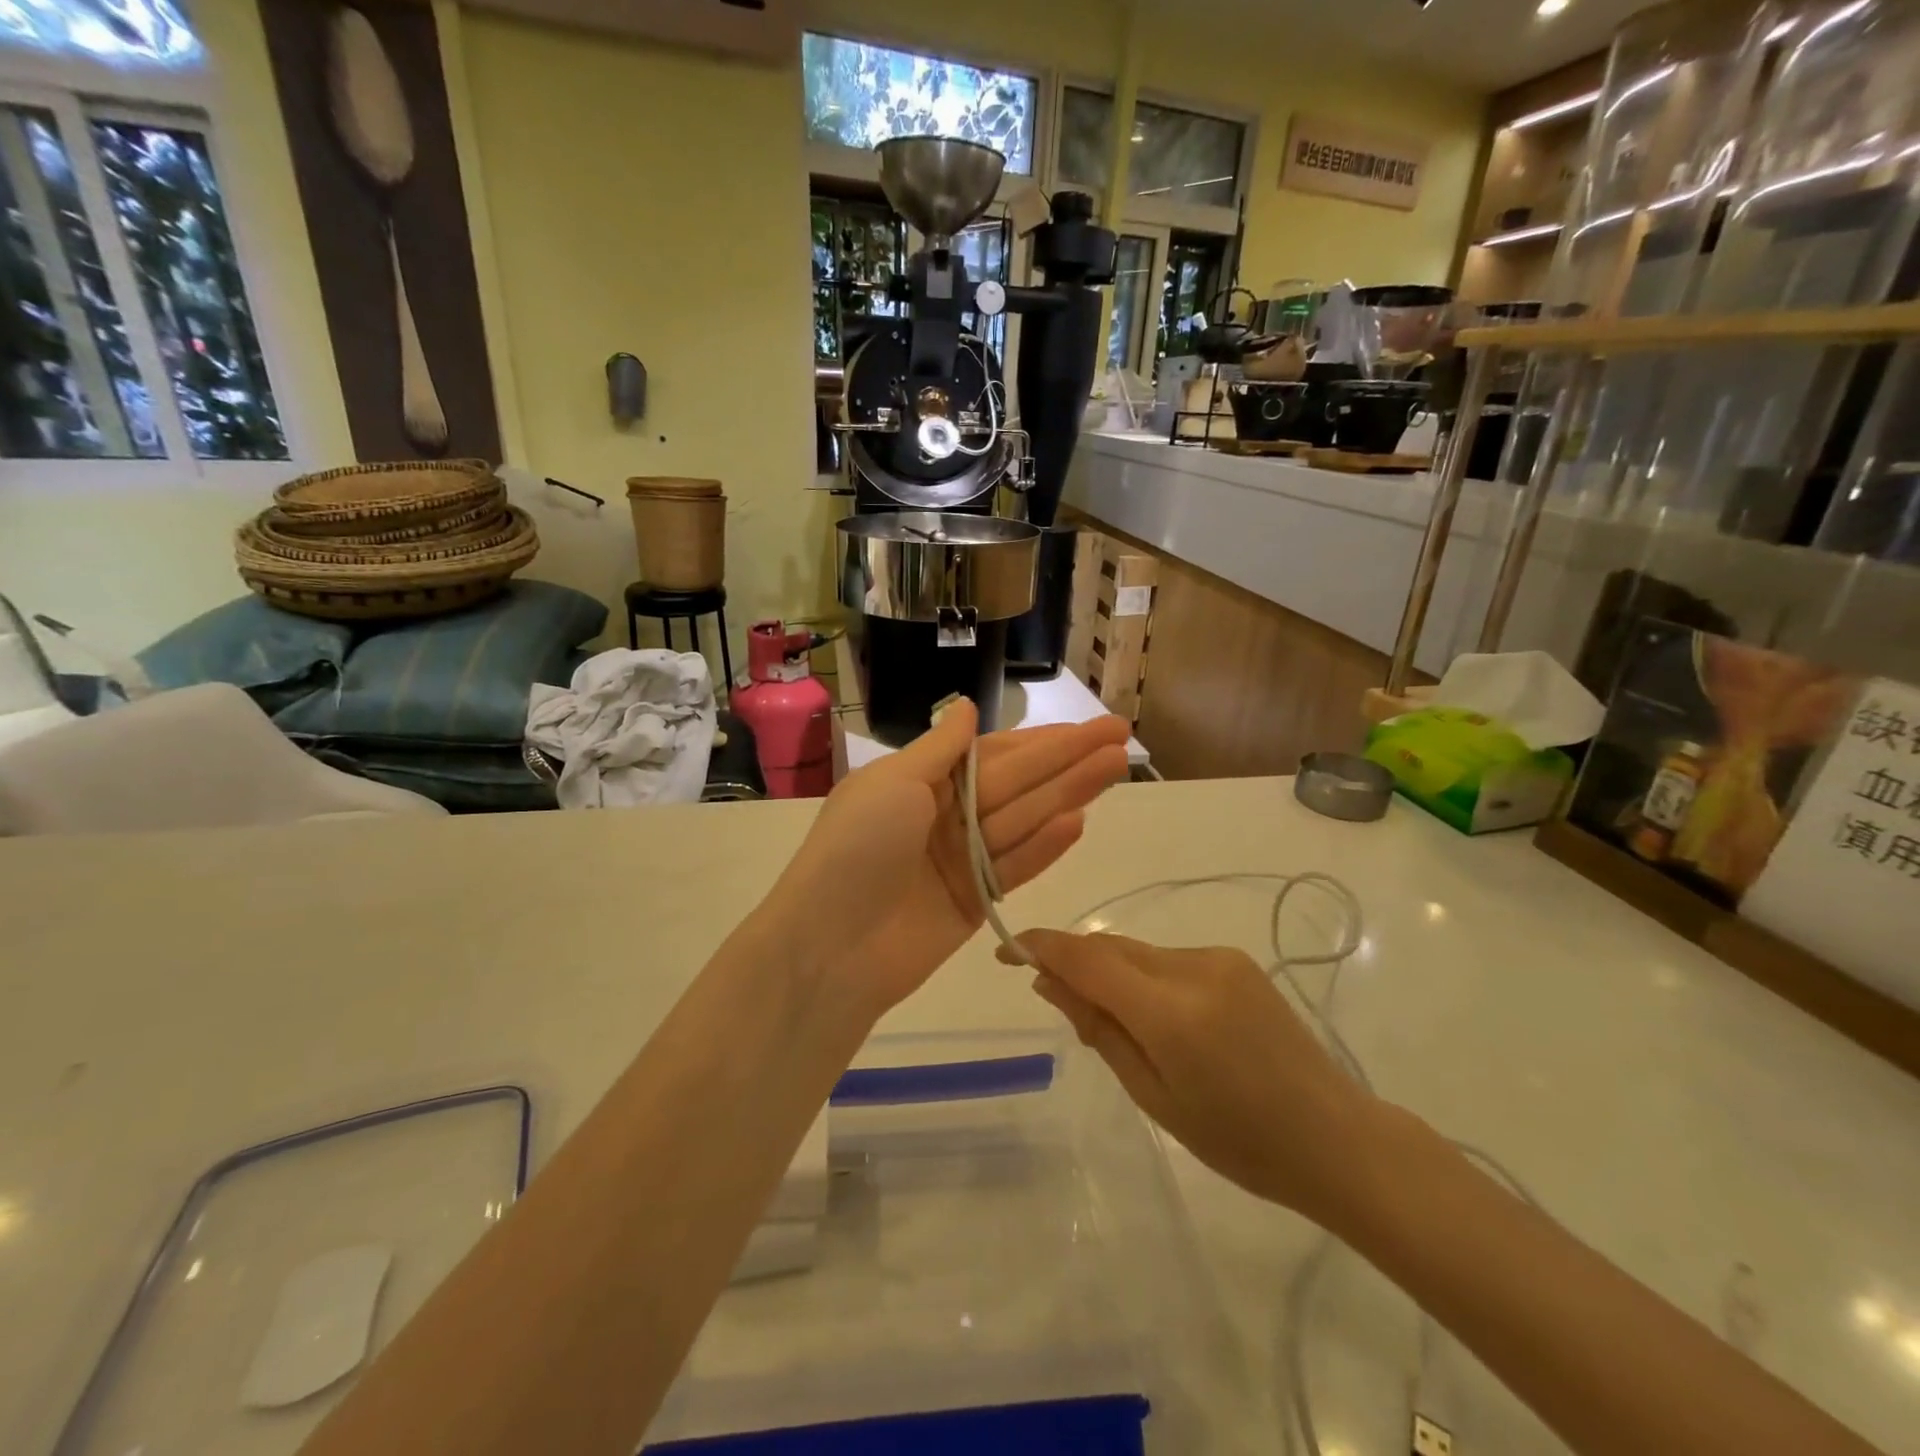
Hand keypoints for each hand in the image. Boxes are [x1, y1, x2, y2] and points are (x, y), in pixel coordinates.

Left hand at [775, 701, 1130, 1018]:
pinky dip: (1045, 846)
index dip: (1043, 739)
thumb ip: (942, 747)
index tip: (1088, 725)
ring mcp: (962, 860)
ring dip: (1070, 793)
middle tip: (1122, 738)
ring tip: (1117, 768)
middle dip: (1069, 759)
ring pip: (1025, 819)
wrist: (830, 948)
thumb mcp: (894, 783)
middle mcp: (947, 815)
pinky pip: (1015, 866)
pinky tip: (1081, 820)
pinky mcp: (974, 901)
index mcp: (923, 780)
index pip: (995, 752)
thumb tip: (967, 705)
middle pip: (1019, 782)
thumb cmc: (857, 849)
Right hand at [1006, 931, 1380, 1222]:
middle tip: (1053, 996)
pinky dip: (1145, 977)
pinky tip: (1160, 1020)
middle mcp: (1193, 967)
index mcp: (1171, 1012)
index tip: (1005, 948)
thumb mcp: (1153, 1095)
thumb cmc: (1238, 1141)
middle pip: (1110, 948)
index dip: (1040, 946)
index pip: (1087, 958)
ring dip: (1112, 973)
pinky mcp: (1234, 959)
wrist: (1335, 1137)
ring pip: (1138, 953)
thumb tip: (1047, 982)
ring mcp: (1219, 958)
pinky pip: (1168, 959)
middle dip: (1074, 962)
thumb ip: (1098, 1030)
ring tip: (1118, 1026)